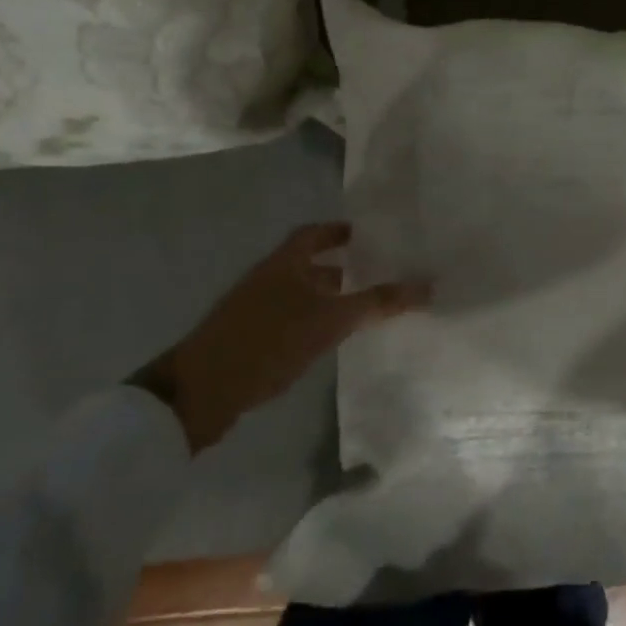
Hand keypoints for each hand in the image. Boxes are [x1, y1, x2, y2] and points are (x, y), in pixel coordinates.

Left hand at [135, 223, 428, 453]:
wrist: (198, 394)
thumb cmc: (269, 341)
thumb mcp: (331, 320)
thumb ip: (377, 302)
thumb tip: (426, 285)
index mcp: (284, 262)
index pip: (315, 233)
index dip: (340, 231)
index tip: (369, 236)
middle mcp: (267, 278)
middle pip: (307, 263)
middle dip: (340, 267)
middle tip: (375, 274)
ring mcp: (252, 309)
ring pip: (298, 293)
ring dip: (325, 297)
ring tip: (359, 310)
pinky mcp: (245, 338)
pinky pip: (287, 318)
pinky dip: (310, 321)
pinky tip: (327, 341)